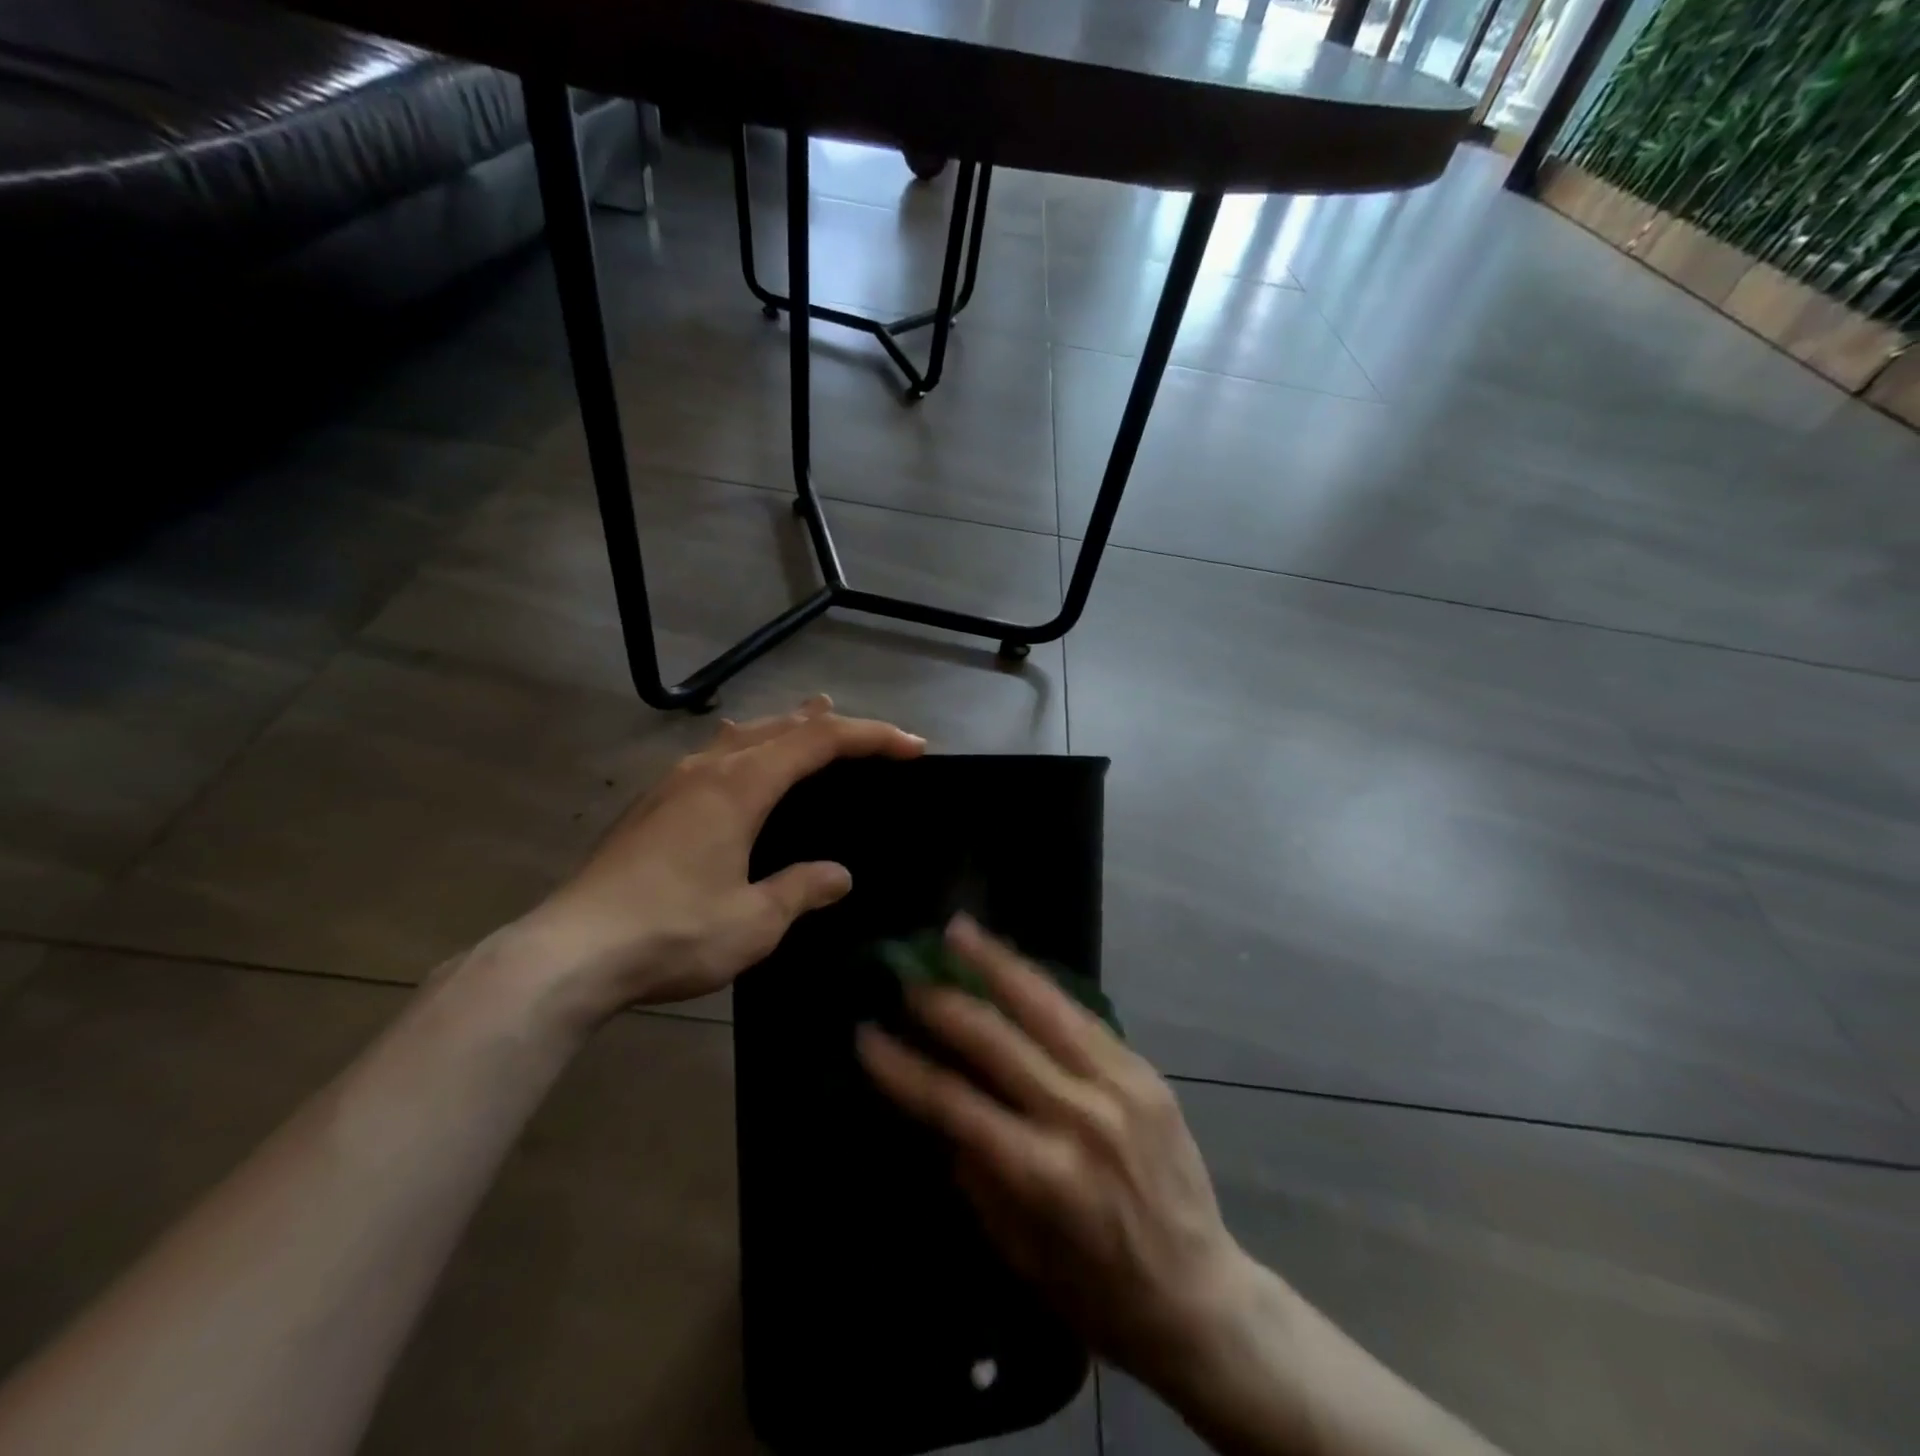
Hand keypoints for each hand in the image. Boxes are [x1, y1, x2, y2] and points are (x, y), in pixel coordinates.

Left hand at [519, 696, 924, 1018]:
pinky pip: (713, 755)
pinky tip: (735, 756)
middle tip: (869, 733)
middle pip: (780, 727)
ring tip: (809, 715)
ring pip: (742, 736)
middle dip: (831, 725)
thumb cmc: (672, 932)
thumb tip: (838, 876)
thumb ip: (801, 890)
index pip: (819, 742)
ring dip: (784, 727)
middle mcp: (708, 770)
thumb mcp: (754, 920)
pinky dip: (745, 746)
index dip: (871, 737)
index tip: (912, 747)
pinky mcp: (651, 806)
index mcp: (740, 786)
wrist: (570, 953)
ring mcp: (673, 784)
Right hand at [858, 917, 1254, 1398]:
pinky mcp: (1145, 1070)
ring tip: (961, 930)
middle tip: (907, 975)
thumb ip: (976, 1174)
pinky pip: (1083, 1016)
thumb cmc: (1099, 1293)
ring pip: (1046, 1006)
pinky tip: (1015, 964)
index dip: (904, 1067)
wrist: (1203, 1297)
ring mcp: (1120, 1085)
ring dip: (997, 963)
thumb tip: (940, 1109)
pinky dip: (1042, 986)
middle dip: (944, 1003)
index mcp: (1045, 1175)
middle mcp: (1082, 1117)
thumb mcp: (1020, 1252)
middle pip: (998, 1040)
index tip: (867, 1034)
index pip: (955, 1103)